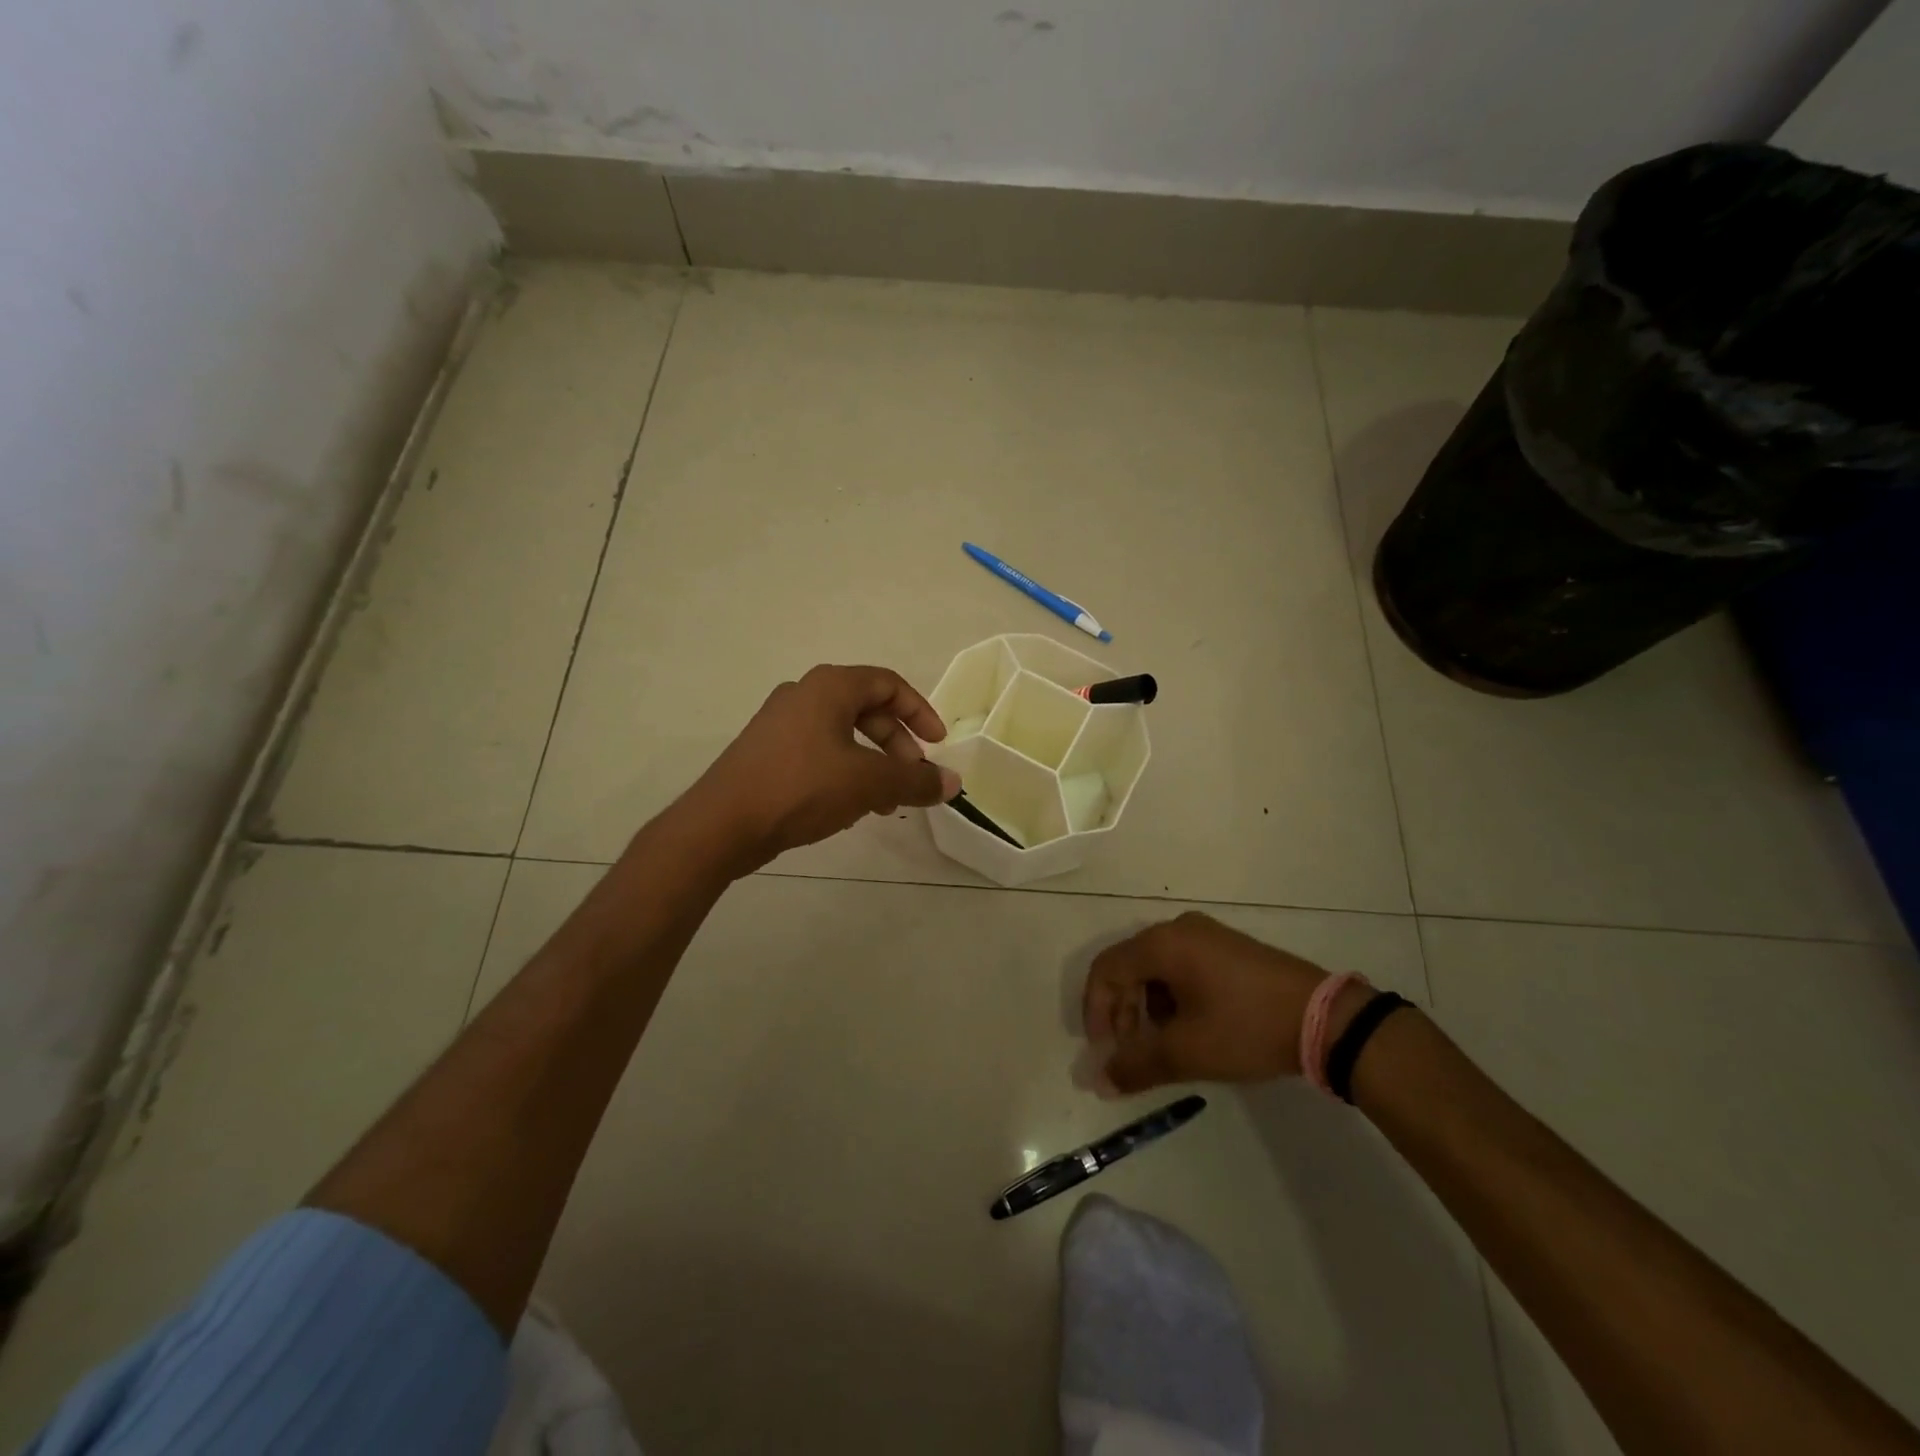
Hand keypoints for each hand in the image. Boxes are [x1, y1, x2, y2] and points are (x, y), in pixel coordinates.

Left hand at [688, 665, 960, 873]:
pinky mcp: (766, 752)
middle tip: (912, 777)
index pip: (889, 684)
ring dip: (873, 764)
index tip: (938, 745)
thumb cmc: (801, 788)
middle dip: (897, 744)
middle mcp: (803, 695)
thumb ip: (915, 781)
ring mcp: (780, 723)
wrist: (721, 824)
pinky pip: (819, 752)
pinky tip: (847, 808)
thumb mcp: (868, 784)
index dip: (920, 712)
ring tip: (884, 803)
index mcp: (829, 687)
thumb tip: (954, 783)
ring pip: (843, 735)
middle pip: (867, 709)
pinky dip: (844, 772)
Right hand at [1082, 911, 1330, 1092]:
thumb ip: (1136, 1064)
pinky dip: (1172, 999)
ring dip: (1146, 1009)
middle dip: (1122, 1013)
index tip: (1104, 1051)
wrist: (1326, 1019)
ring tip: (1161, 1047)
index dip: (1095, 1011)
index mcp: (1162, 943)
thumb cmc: (1246, 1027)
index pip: (1106, 970)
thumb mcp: (1187, 1051)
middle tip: (1130, 1054)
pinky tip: (1189, 1031)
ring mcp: (1206, 936)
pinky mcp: (1228, 949)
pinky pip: (1181, 968)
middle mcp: (1178, 929)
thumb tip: (1099, 1080)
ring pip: (1155, 970)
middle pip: (1129, 967)